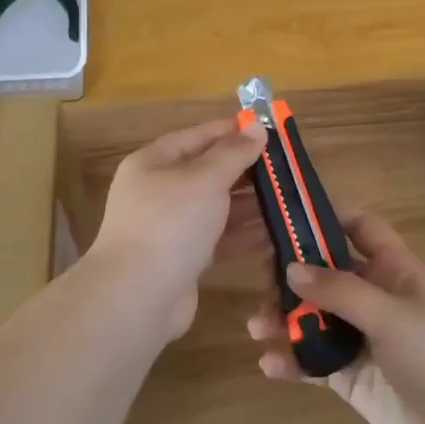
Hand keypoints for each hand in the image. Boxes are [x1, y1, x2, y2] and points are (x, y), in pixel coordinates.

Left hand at [87, 117, 268, 341]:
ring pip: (215, 207)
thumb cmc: (170, 223)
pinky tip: (274, 230)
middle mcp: (158, 191)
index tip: (266, 129)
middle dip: (245, 170)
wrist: (138, 296)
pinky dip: (242, 233)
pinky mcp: (183, 259)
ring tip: (286, 197)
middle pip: (207, 173)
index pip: (196, 137)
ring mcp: (169, 228)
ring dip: (249, 203)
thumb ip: (233, 153)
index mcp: (153, 163)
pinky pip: (217, 237)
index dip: (230, 131)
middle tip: (284, 167)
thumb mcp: (205, 179)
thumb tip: (256, 126)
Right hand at [246, 211, 424, 423]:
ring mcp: (359, 336)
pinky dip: (290, 359)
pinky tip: (269, 364)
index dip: (329, 213)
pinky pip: (311, 359)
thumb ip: (340, 290)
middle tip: (258, 278)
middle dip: (291, 272)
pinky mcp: (348, 374)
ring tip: (256, 327)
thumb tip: (290, 268)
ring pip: (312, 315)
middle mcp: (373, 296)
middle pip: (325, 271)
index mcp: (393, 269)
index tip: (288, 211)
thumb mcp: (390, 315)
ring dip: (283, 317)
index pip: (360, 227)